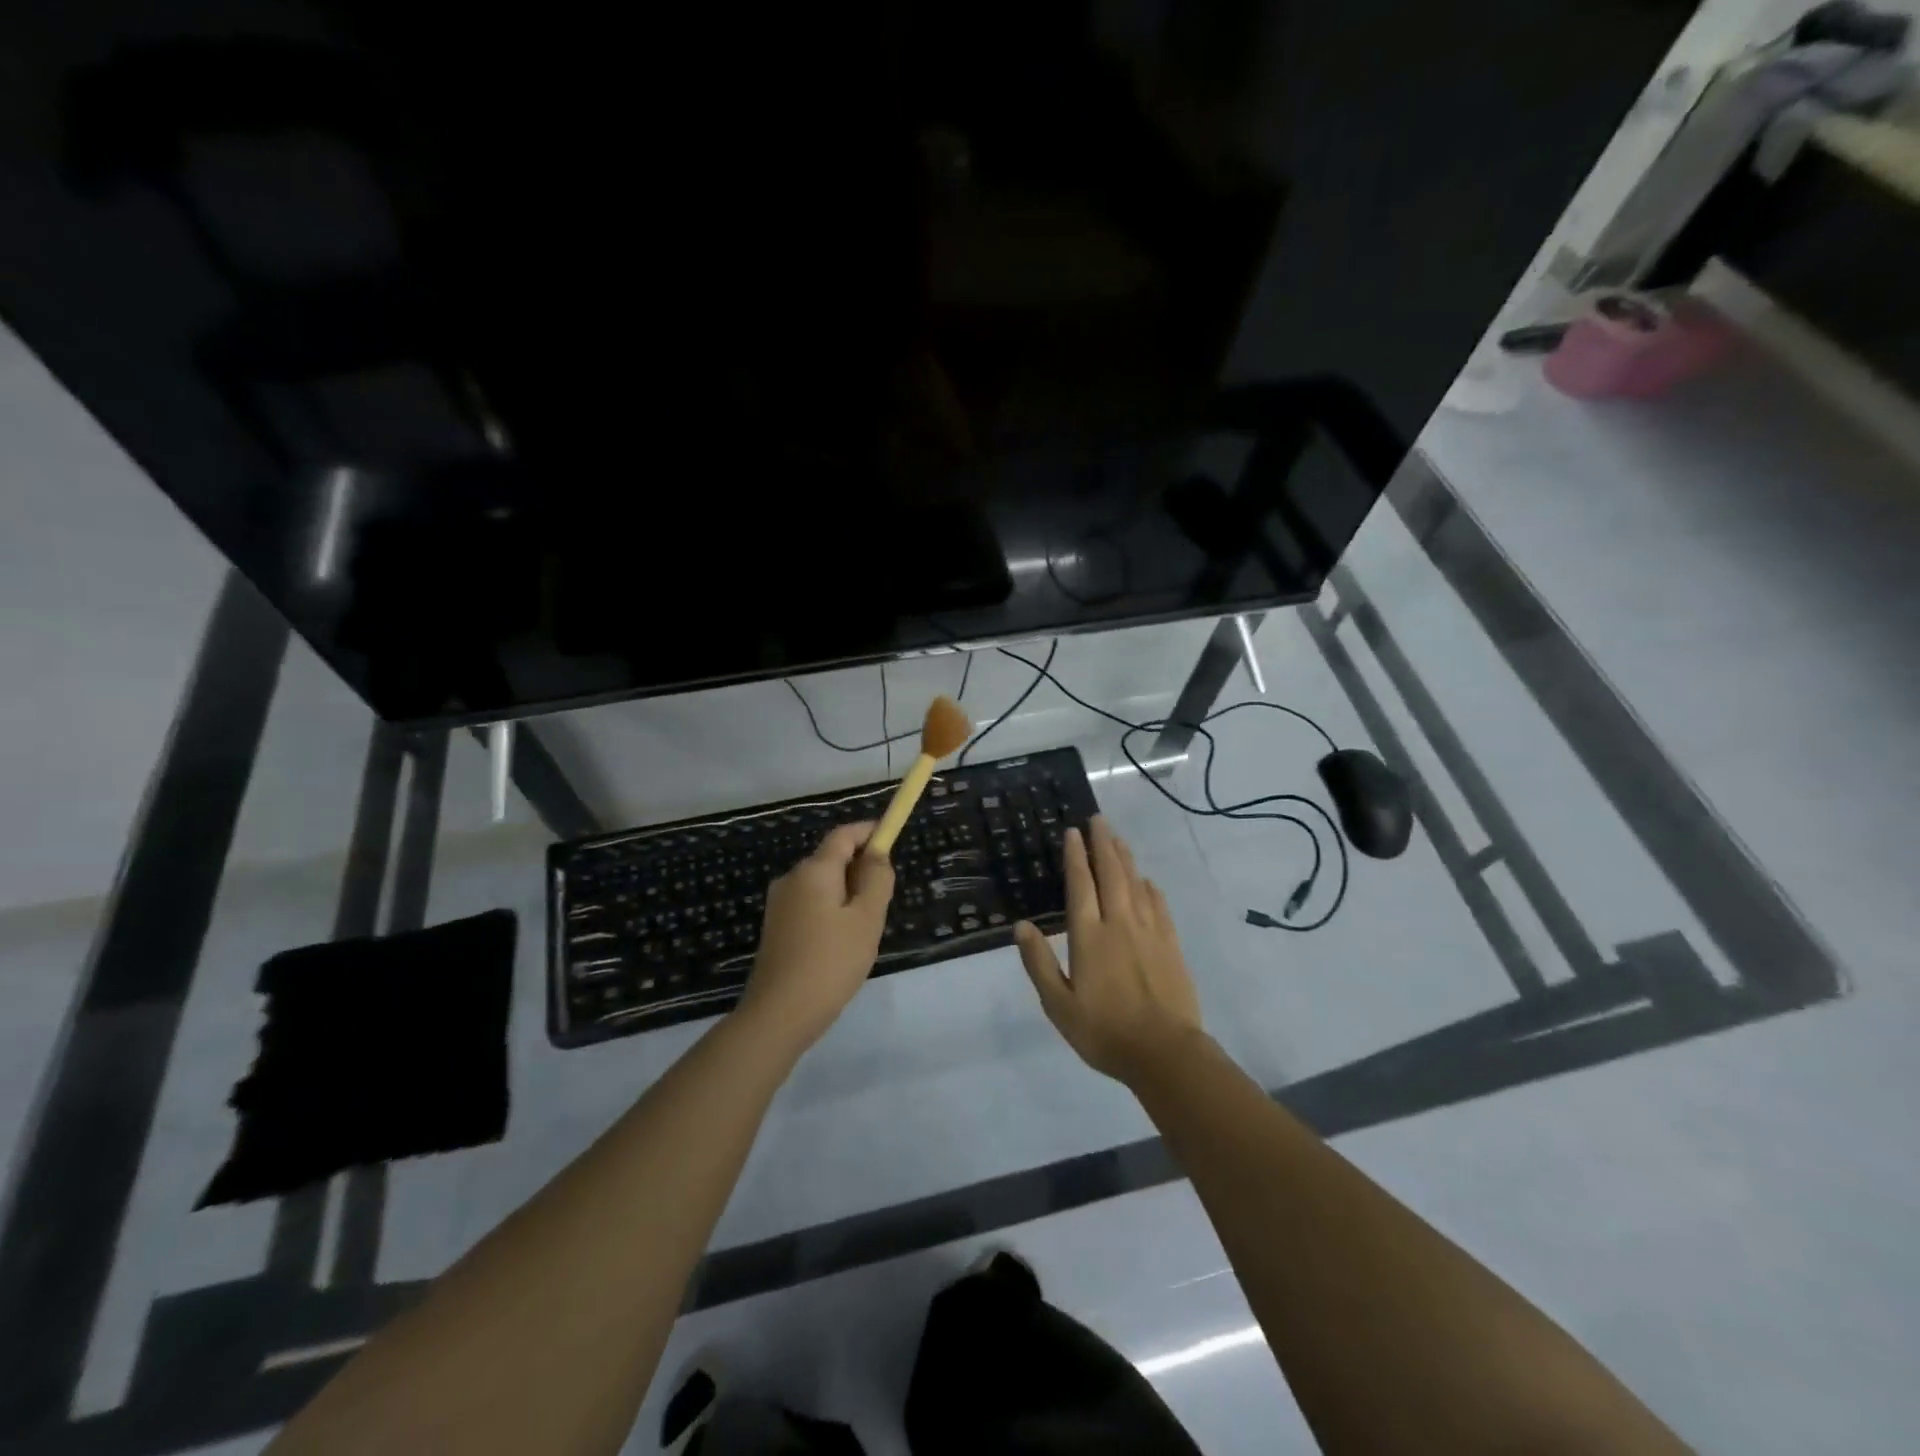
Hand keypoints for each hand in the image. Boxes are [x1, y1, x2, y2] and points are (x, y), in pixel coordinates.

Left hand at [737, 821, 894, 1053]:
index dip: (869, 831)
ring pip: (823, 885)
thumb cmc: (831, 962)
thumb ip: (877, 880)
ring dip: (848, 893)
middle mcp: (792, 879)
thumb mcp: (866, 919)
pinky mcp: (776, 928)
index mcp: (814, 870)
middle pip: (832, 859)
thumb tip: (878, 854)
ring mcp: (780, 904)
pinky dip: (832, 911)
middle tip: (884, 900)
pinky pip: (811, 905)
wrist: (779, 1014)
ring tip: (865, 929)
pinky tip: (842, 944)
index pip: (843, 835)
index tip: (892, 836)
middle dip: (861, 868)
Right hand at [1015, 816, 1204, 1084]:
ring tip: (1117, 838)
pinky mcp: (1170, 944)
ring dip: (1125, 857)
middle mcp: (1119, 923)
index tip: (1072, 832)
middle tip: (1097, 820)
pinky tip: (1146, 880)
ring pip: (1135, 883)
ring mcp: (1149, 931)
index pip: (1080, 885)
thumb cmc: (1104, 1031)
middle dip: (1102, 844)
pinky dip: (1149, 887)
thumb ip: (1039, 962)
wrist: (1165, 1053)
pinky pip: (1158, 905)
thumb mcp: (1058, 1005)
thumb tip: (1021, 926)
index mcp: (1088, 936)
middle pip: (1111, 874)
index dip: (1075, 856)